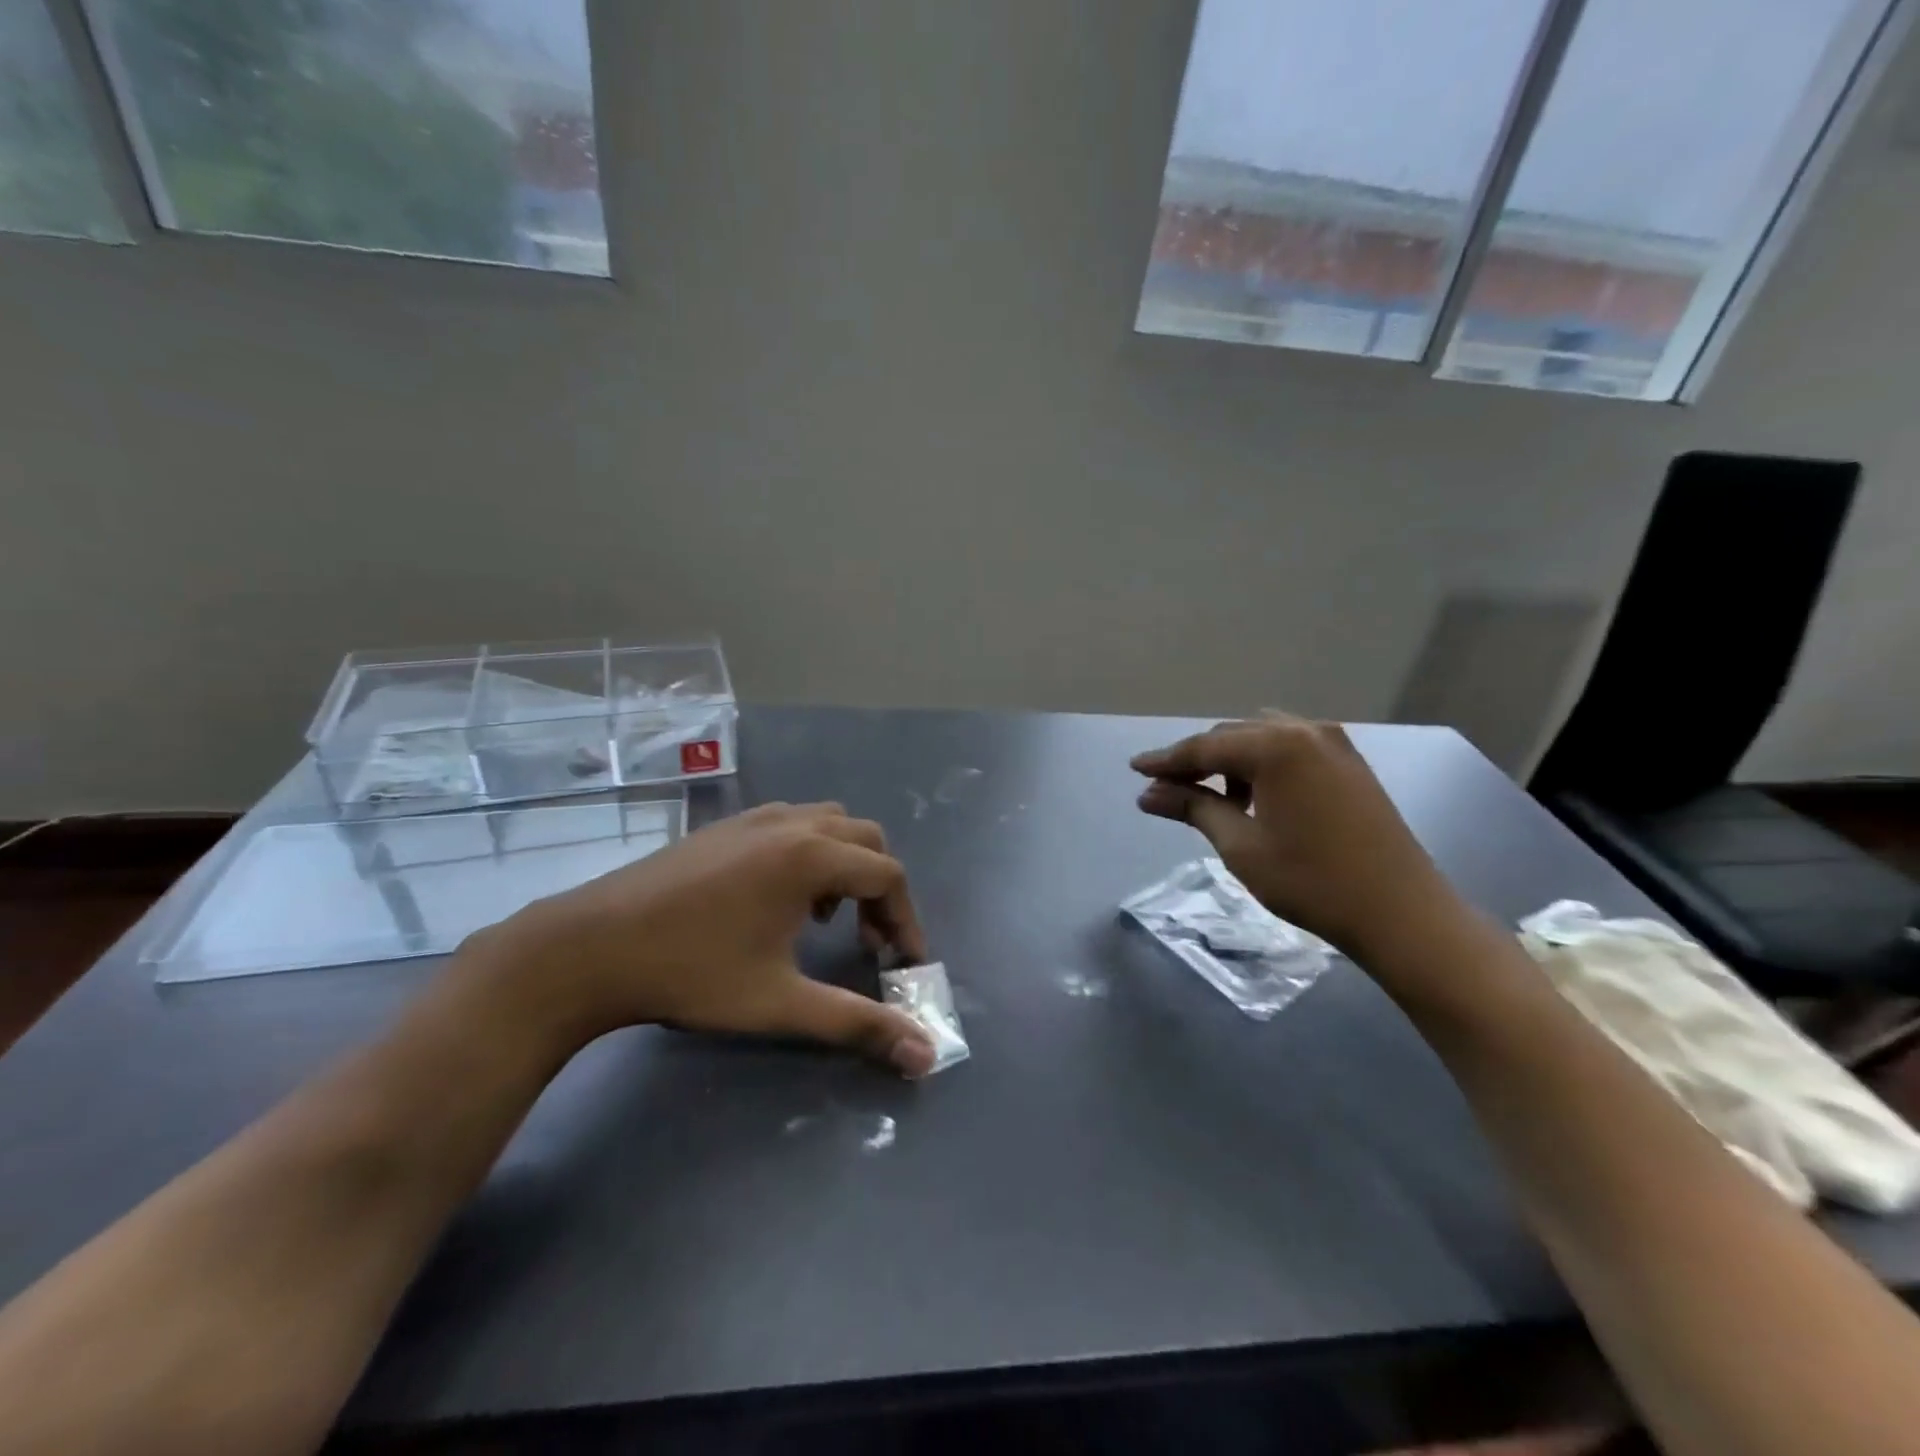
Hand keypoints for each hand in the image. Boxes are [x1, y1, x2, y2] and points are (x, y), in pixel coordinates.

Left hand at [460, 803, 937, 1076]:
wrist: (589, 947)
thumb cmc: (692, 973)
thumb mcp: (780, 1004)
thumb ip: (857, 1024)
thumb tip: (925, 1055)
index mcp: (811, 857)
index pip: (888, 876)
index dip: (907, 921)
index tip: (904, 965)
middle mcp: (791, 824)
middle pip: (866, 840)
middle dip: (880, 888)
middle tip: (871, 941)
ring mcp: (754, 819)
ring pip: (828, 823)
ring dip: (845, 865)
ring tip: (827, 917)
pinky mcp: (725, 826)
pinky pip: (792, 823)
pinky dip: (809, 852)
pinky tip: (778, 899)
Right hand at [1131, 713, 1461, 957]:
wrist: (1402, 912)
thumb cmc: (1311, 881)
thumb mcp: (1241, 845)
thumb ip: (1193, 808)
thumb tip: (1147, 793)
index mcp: (1276, 746)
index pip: (1204, 748)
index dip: (1165, 760)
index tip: (1134, 769)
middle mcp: (1305, 731)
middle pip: (1231, 736)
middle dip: (1196, 761)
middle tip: (1165, 790)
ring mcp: (1333, 744)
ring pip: (1261, 739)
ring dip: (1229, 761)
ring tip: (1210, 797)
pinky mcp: (1350, 764)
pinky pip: (1290, 749)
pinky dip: (1262, 765)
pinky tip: (1253, 797)